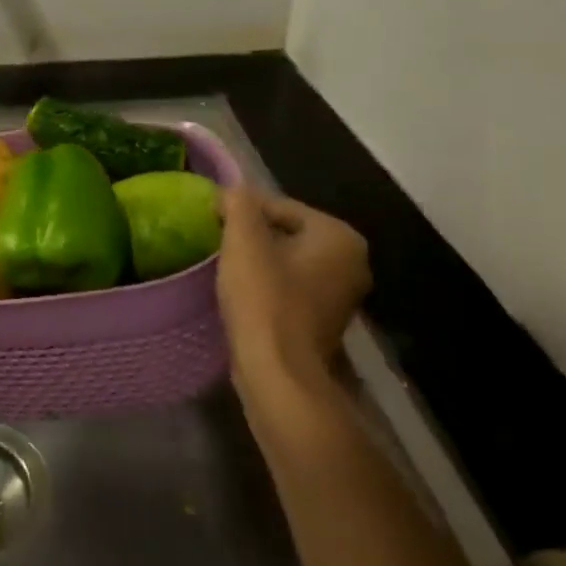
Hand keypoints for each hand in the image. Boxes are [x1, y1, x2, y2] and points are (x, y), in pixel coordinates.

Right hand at [216, 188, 370, 400]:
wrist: (278, 374)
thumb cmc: (264, 299)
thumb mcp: (244, 240)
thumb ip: (239, 204)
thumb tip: (234, 192)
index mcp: (340, 236)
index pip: (281, 206)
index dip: (242, 210)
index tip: (213, 219)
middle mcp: (353, 263)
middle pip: (287, 233)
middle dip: (253, 235)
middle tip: (219, 241)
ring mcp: (343, 296)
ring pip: (288, 261)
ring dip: (259, 261)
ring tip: (226, 266)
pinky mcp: (327, 322)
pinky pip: (291, 288)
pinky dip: (269, 285)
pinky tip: (244, 293)